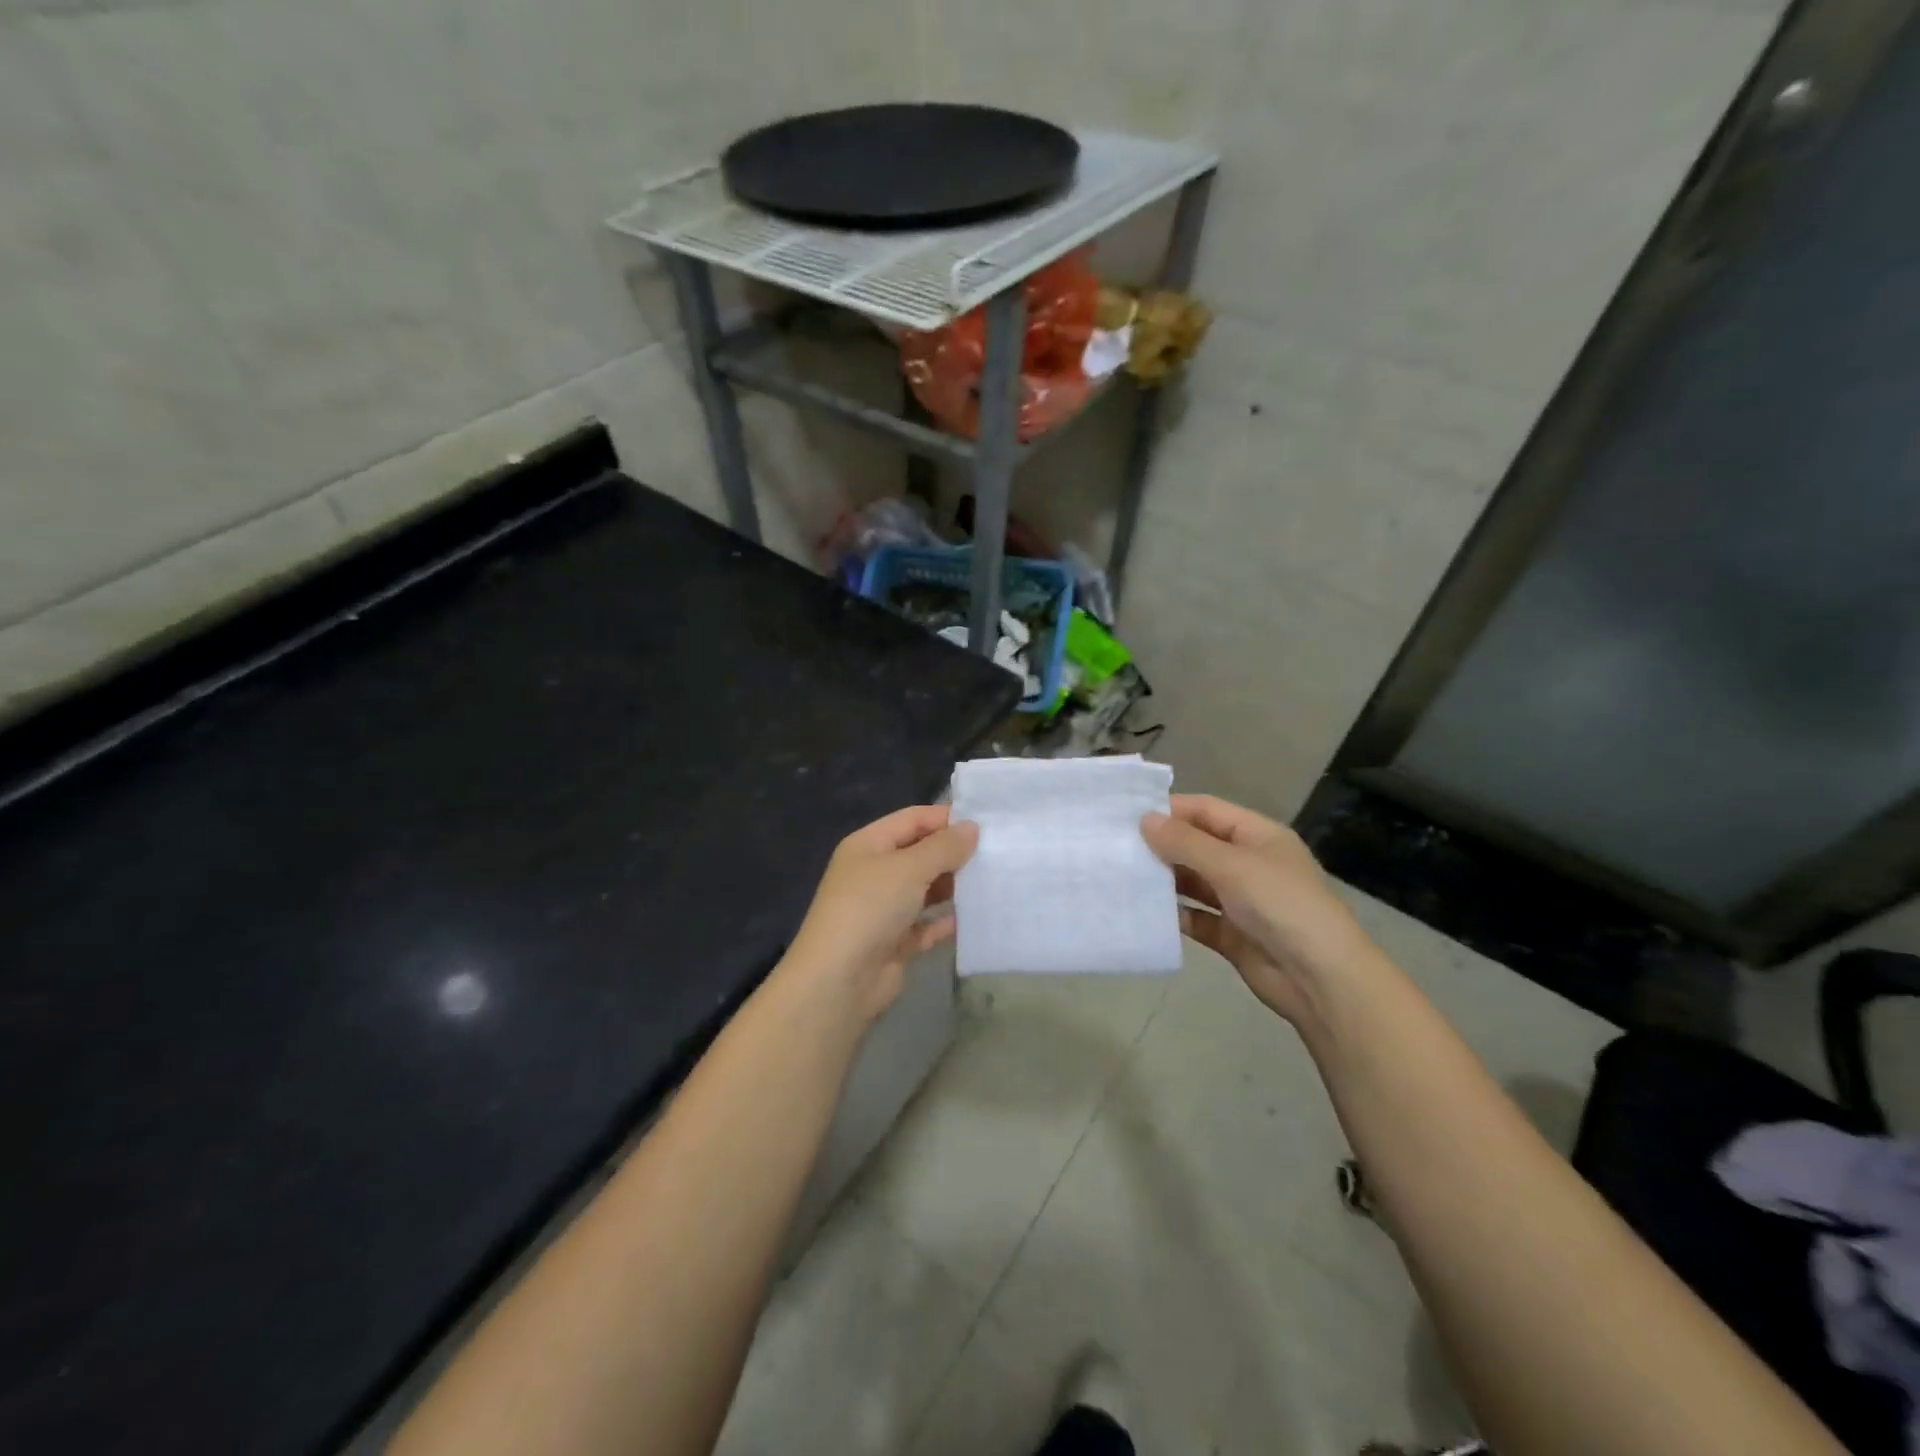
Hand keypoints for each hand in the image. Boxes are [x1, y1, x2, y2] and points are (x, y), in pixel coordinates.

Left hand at [781, 804, 978, 1021]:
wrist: (839, 981)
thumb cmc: (870, 908)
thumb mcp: (909, 868)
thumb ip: (944, 847)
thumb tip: (972, 827)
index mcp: (868, 845)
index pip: (912, 819)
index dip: (946, 819)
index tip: (986, 825)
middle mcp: (873, 873)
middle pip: (919, 853)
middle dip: (953, 854)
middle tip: (995, 855)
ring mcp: (882, 910)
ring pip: (924, 890)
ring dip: (952, 887)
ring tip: (992, 883)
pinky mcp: (893, 943)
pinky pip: (925, 925)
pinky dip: (945, 922)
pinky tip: (974, 919)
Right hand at [1142, 795, 1371, 1025]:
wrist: (1320, 978)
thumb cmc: (1281, 905)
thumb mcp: (1232, 865)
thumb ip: (1185, 843)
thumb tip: (1145, 820)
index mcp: (1257, 835)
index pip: (1206, 810)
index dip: (1170, 809)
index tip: (1127, 815)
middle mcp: (1248, 863)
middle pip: (1197, 845)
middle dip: (1161, 845)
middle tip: (1115, 846)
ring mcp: (1240, 900)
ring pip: (1193, 882)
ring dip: (1164, 880)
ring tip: (1122, 876)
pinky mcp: (1231, 934)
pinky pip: (1195, 917)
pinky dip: (1174, 914)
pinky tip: (1143, 911)